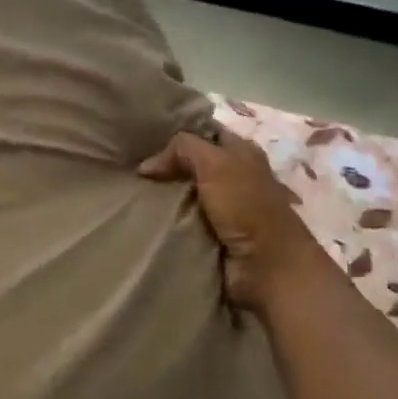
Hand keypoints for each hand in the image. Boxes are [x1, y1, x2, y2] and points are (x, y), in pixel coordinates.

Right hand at [139, 128, 321, 313]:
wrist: (266, 266)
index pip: (206, 132)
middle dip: (165, 166)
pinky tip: (144, 217)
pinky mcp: (214, 236)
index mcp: (242, 152)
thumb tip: (146, 166)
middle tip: (130, 168)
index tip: (143, 138)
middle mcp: (234, 177)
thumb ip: (183, 150)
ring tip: (131, 194)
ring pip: (185, 194)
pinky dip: (167, 221)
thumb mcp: (215, 164)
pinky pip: (183, 222)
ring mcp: (224, 208)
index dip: (178, 132)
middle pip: (193, 164)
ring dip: (162, 197)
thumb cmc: (246, 207)